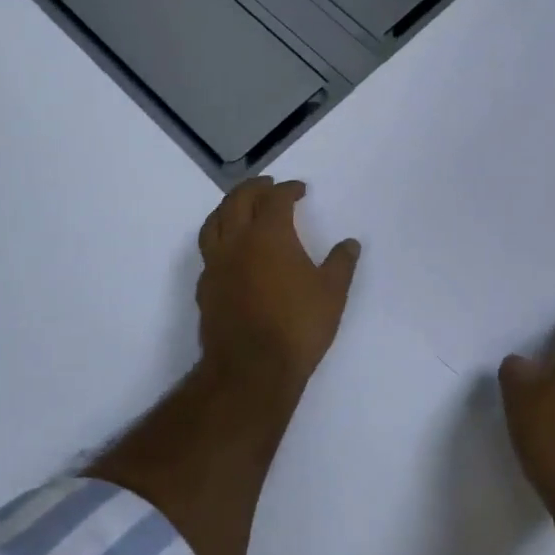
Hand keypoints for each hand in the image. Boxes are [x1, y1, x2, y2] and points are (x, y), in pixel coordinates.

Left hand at [197, 177, 361, 396]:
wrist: (250, 369)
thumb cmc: (297, 326)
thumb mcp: (332, 293)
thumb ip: (341, 263)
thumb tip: (350, 243)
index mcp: (269, 234)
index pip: (275, 199)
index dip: (288, 189)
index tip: (299, 189)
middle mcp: (237, 241)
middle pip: (238, 200)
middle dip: (254, 188)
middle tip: (268, 185)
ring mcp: (216, 264)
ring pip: (214, 222)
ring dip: (228, 207)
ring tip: (241, 207)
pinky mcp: (204, 288)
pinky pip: (208, 251)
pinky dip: (219, 238)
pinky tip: (230, 250)